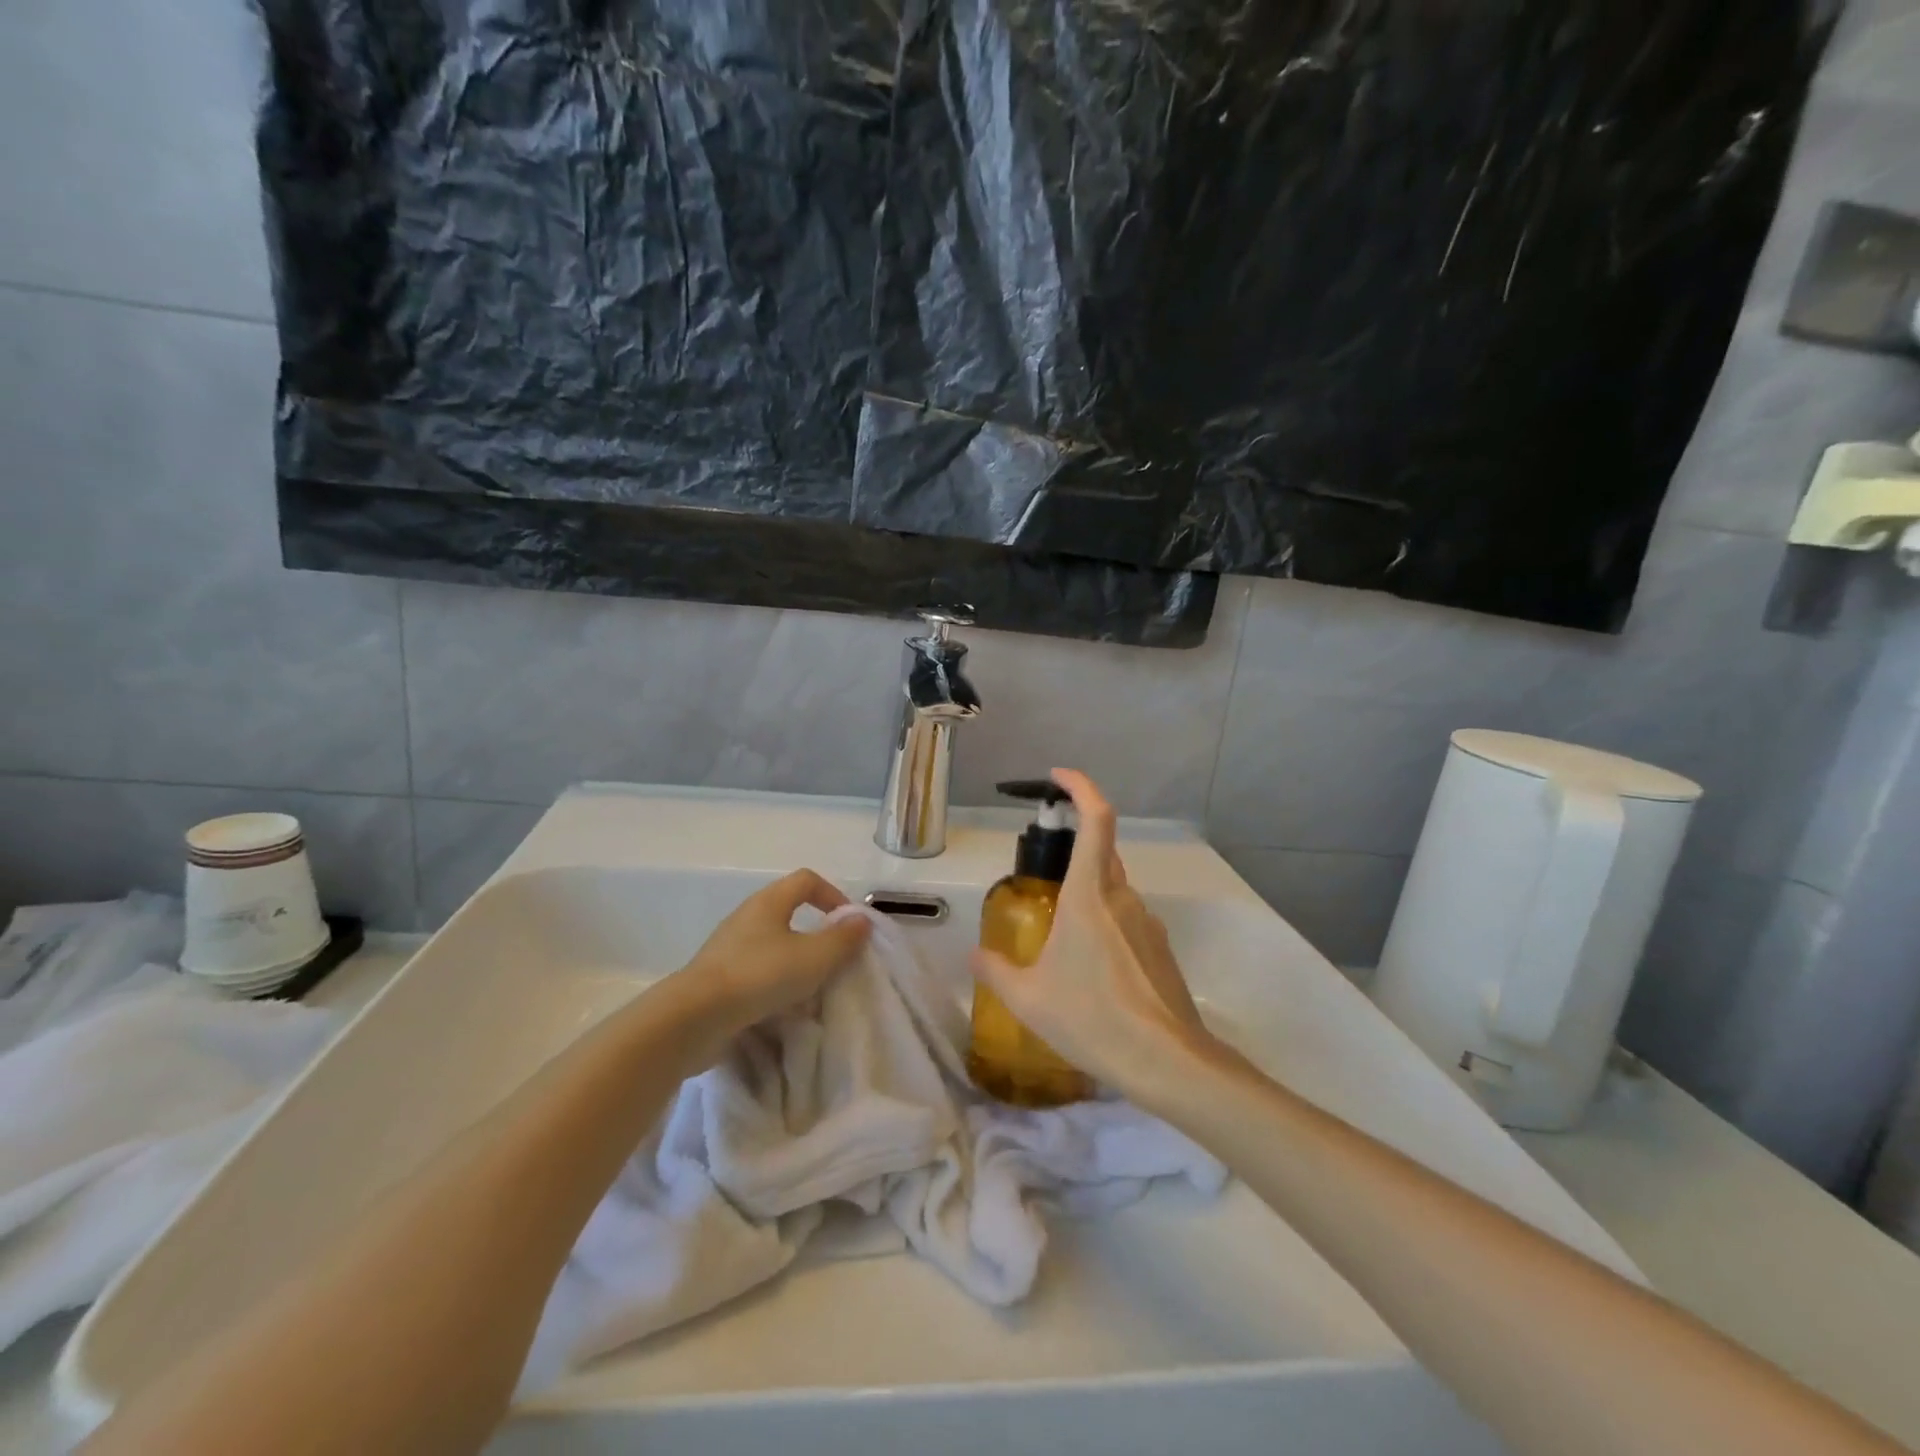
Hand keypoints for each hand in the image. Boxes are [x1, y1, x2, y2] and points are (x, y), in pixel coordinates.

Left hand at [679, 870, 870, 1035]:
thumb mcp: (814, 958)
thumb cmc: (760, 976)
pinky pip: (756, 970)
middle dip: (816, 932)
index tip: (849, 924)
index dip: (833, 895)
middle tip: (834, 958)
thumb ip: (843, 938)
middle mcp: (747, 916)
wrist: (694, 1018)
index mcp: (769, 902)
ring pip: (773, 943)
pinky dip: (774, 982)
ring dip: (796, 960)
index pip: (806, 880)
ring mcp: (728, 947)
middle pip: (788, 911)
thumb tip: (861, 920)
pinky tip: (783, 1006)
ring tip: (811, 988)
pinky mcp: (717, 977)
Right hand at [968, 769, 1208, 1094]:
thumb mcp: (1028, 998)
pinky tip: (1091, 972)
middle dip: (1074, 851)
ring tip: (1061, 942)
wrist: (1167, 1062)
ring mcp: (1148, 922)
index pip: (1096, 820)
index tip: (1058, 777)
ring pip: (1114, 891)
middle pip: (1102, 853)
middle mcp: (1122, 897)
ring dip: (1088, 898)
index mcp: (1089, 895)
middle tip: (1042, 878)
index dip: (1080, 788)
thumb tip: (974, 956)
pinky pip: (1127, 921)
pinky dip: (1105, 927)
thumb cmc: (1091, 1018)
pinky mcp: (1161, 949)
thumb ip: (996, 970)